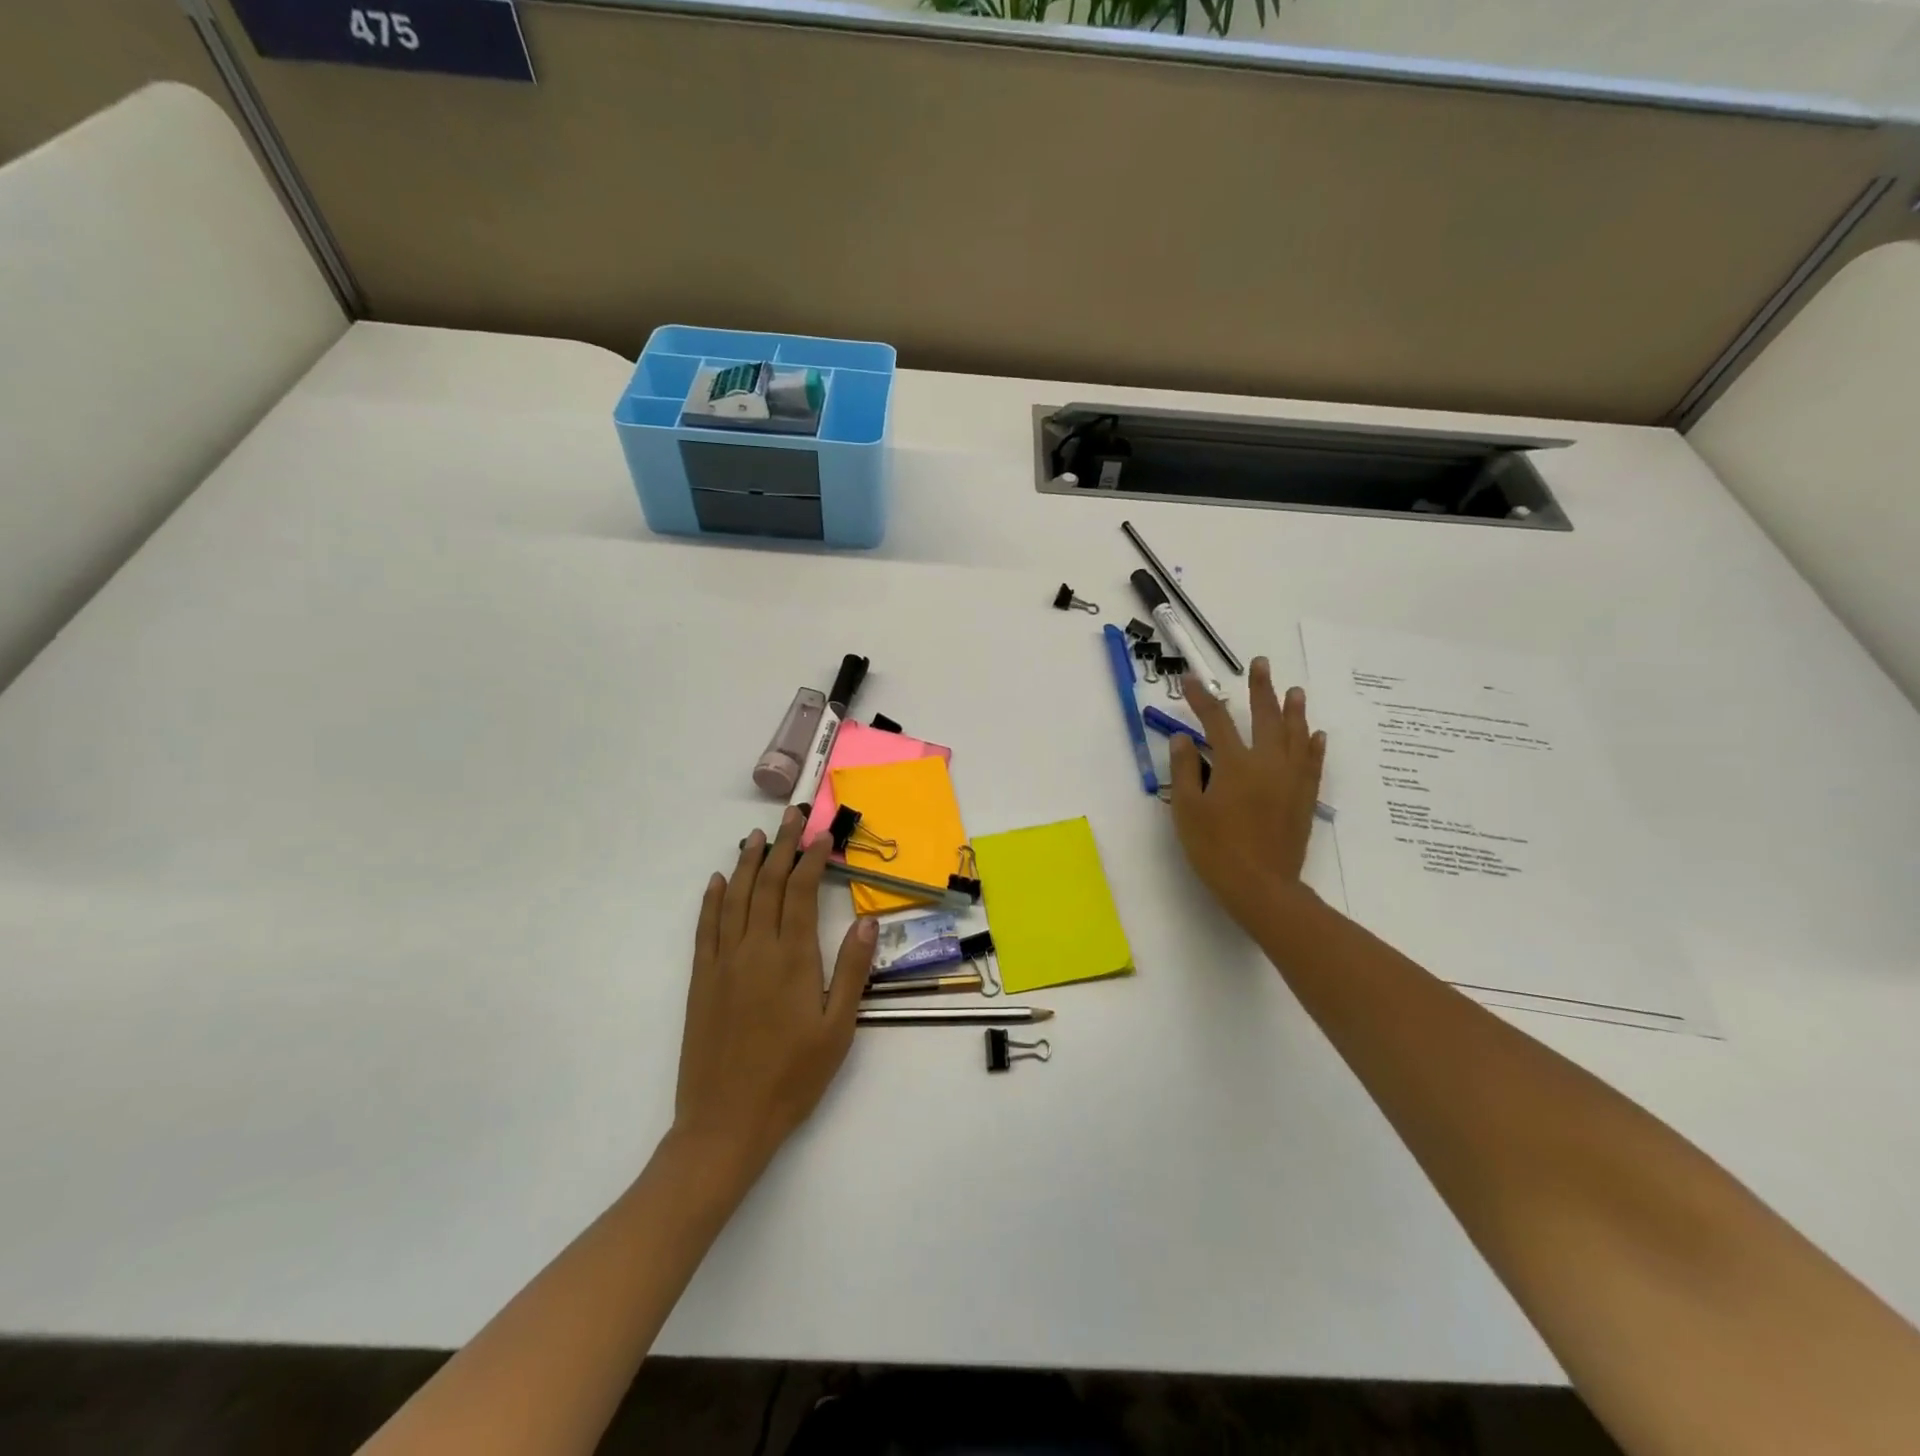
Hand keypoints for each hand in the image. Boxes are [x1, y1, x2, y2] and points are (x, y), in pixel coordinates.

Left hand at [673, 808, 876, 1180]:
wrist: (726, 1123)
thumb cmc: (792, 1078)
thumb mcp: (838, 1030)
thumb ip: (852, 972)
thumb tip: (866, 922)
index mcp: (793, 958)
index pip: (801, 892)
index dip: (810, 858)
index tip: (820, 834)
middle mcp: (755, 948)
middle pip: (768, 884)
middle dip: (781, 846)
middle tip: (790, 818)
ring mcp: (723, 962)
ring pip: (735, 898)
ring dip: (747, 863)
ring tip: (756, 836)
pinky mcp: (701, 980)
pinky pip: (705, 927)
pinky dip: (712, 899)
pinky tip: (718, 881)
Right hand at [1168, 657, 1326, 931]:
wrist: (1261, 886)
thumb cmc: (1216, 848)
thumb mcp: (1187, 809)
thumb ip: (1185, 769)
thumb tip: (1184, 737)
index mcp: (1234, 764)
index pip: (1215, 720)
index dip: (1201, 698)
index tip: (1191, 680)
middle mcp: (1267, 763)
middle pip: (1265, 717)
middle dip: (1261, 689)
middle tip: (1261, 664)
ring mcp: (1290, 780)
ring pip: (1295, 735)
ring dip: (1293, 710)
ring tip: (1294, 690)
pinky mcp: (1303, 798)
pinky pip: (1312, 763)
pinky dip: (1313, 745)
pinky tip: (1315, 734)